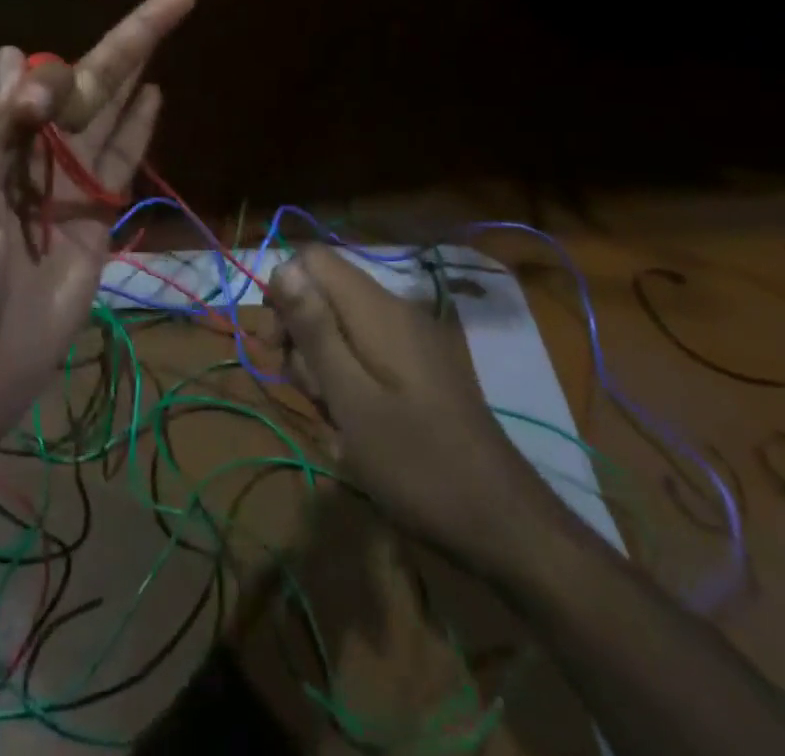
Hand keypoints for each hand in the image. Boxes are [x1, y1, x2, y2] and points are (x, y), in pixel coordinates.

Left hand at [0, 0, 196, 455]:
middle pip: (86, 89)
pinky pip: (117, 171)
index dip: (67, 58)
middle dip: (130, 43)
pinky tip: (154, 97)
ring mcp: (62, 192)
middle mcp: (28, 155)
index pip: (35, 78)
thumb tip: (24, 62)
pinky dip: (136, 133)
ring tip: (169, 28)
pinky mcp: (90, 229)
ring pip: (108, 121)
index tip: (90, 54)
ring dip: (138, 76)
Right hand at [269, 245, 551, 568]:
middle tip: (307, 393)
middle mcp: (395, 311)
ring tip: (336, 421)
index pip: (312, 259)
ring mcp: (413, 340)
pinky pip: (368, 353)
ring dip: (324, 367)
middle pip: (324, 294)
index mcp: (377, 309)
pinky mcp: (422, 368)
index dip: (284, 291)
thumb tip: (282, 267)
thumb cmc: (417, 463)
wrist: (507, 526)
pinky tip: (357, 427)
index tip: (277, 345)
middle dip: (301, 337)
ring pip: (342, 328)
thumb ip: (315, 330)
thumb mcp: (351, 399)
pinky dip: (350, 381)